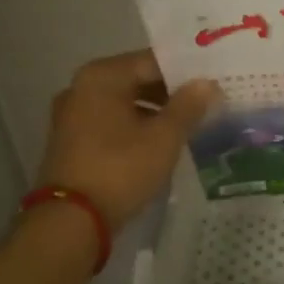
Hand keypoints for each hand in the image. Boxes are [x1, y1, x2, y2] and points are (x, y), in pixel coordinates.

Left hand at [35, 50, 218, 230]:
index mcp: (102, 76)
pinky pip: (111, 122)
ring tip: (189, 124)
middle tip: (207, 103)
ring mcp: (72, 115)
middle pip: (137, 80)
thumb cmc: (120, 169)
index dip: (186, 72)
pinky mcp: (71, 141)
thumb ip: (188, 106)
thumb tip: (207, 83)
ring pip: (125, 103)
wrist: (70, 222)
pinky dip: (135, 127)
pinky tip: (160, 142)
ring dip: (155, 112)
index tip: (214, 82)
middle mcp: (81, 87)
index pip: (154, 61)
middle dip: (171, 92)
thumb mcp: (163, 137)